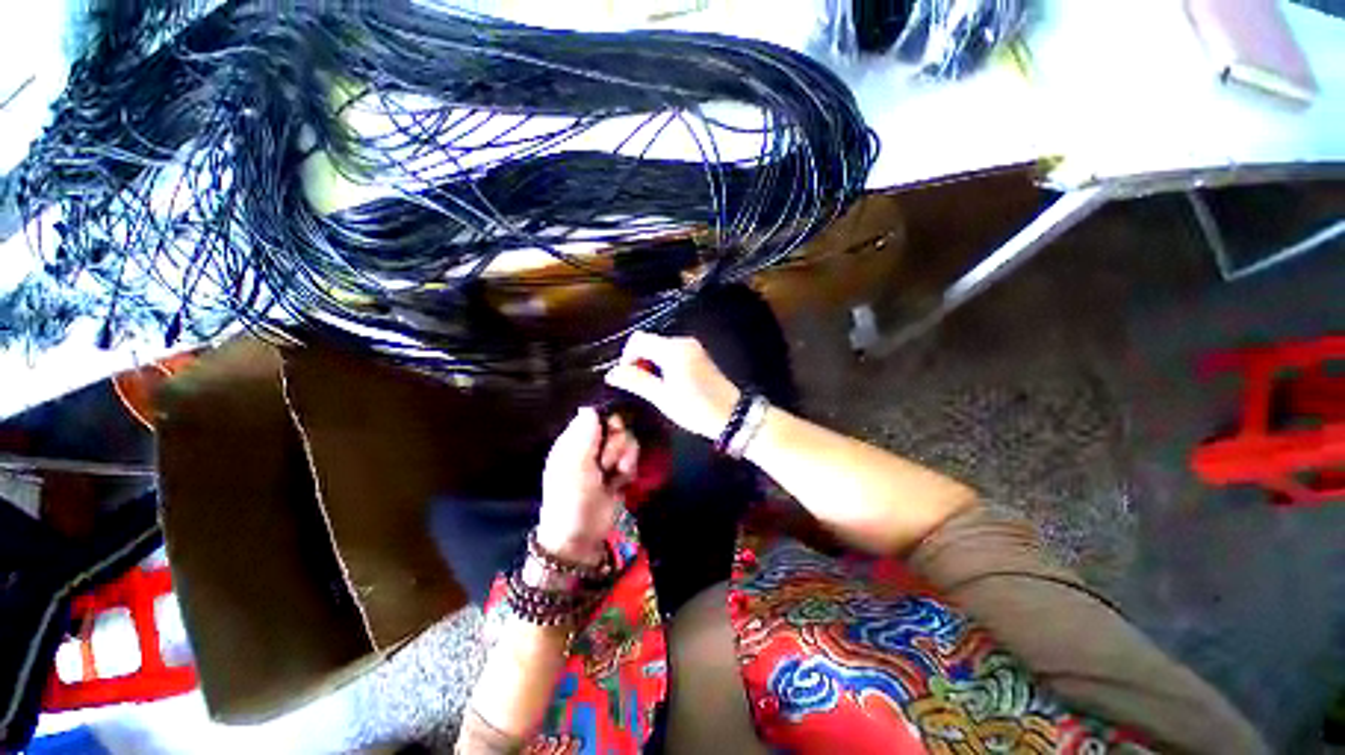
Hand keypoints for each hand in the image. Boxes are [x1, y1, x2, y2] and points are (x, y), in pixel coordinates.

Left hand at [537, 408, 638, 564]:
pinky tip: (620, 483)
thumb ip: (585, 435)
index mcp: (574, 441)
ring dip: (625, 458)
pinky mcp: (619, 472)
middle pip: (617, 427)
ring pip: (628, 442)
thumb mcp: (575, 466)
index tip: (609, 434)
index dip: (607, 422)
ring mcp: (606, 460)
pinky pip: (632, 459)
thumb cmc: (572, 498)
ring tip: (614, 476)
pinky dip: (629, 470)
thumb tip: (590, 408)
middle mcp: (591, 446)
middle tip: (607, 463)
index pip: (596, 416)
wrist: (581, 535)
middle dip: (617, 444)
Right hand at [604, 331, 740, 440]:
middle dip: (638, 360)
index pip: (638, 340)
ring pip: (660, 347)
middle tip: (638, 386)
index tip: (627, 378)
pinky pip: (672, 352)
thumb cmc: (696, 408)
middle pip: (649, 342)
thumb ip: (637, 382)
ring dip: (650, 363)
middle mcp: (683, 342)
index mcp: (673, 349)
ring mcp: (693, 347)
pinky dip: (663, 364)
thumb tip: (611, 373)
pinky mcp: (698, 355)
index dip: (627, 357)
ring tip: (652, 388)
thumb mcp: (662, 397)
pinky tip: (666, 383)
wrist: (732, 415)